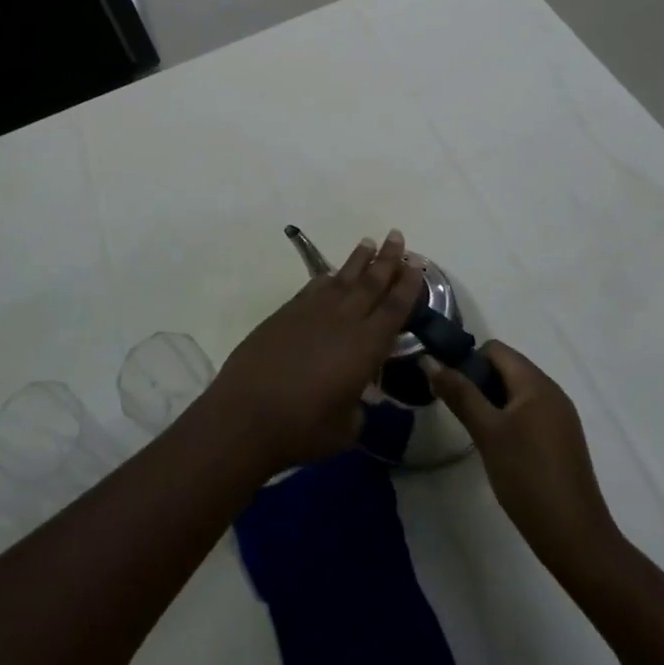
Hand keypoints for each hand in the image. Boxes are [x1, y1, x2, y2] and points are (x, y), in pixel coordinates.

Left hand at [199, 230, 424, 476]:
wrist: (247, 414)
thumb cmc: (303, 427)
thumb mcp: (346, 427)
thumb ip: (358, 406)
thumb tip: (354, 396)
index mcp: (365, 347)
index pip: (394, 308)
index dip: (407, 285)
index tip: (417, 264)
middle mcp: (342, 321)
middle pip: (370, 283)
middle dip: (387, 259)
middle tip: (397, 236)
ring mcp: (311, 313)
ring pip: (341, 279)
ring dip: (358, 260)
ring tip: (370, 242)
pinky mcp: (286, 314)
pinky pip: (314, 287)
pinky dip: (326, 277)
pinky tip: (332, 273)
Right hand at [426, 341, 626, 586]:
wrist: (574, 537)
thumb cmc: (527, 476)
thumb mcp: (486, 431)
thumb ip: (458, 393)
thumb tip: (429, 361)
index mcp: (536, 383)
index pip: (494, 349)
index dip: (467, 361)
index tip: (449, 390)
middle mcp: (552, 392)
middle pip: (505, 368)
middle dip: (477, 382)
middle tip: (457, 412)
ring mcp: (559, 417)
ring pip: (515, 392)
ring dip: (490, 402)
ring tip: (473, 430)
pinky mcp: (561, 440)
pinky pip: (527, 412)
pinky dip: (507, 419)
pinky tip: (496, 446)